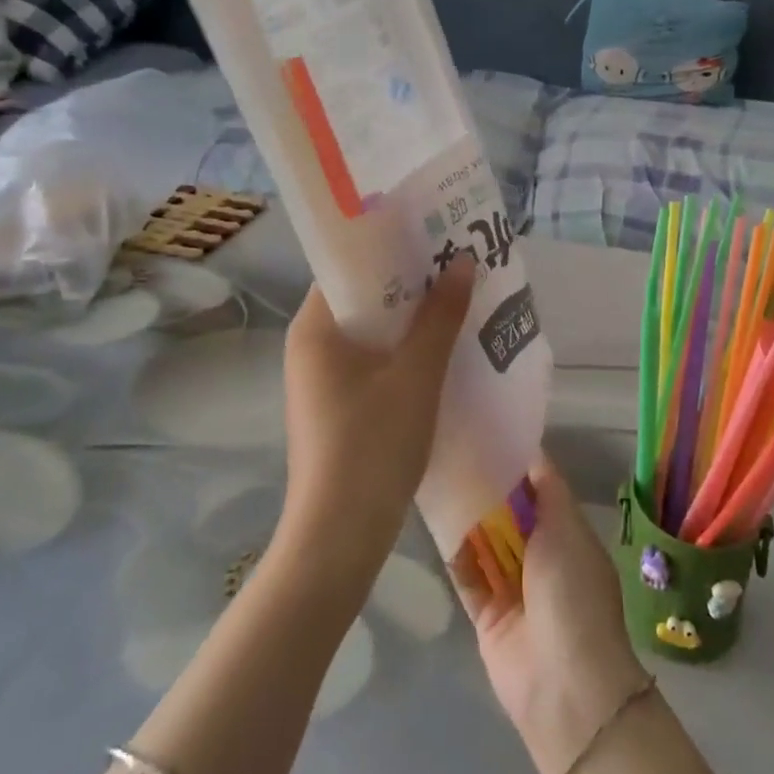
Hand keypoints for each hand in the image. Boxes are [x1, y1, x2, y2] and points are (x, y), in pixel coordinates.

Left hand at [278, 255, 476, 574]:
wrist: (339, 537)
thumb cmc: (373, 445)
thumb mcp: (417, 374)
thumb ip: (441, 316)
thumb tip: (463, 261)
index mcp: (314, 327)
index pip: (351, 267)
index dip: (392, 249)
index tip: (434, 236)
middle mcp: (310, 346)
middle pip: (363, 298)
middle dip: (410, 284)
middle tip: (457, 265)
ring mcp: (320, 380)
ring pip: (371, 333)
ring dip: (411, 320)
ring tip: (458, 300)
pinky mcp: (335, 407)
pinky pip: (372, 362)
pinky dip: (403, 351)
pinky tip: (441, 350)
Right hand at [453, 455, 649, 773]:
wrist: (564, 684)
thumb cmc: (573, 594)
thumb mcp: (568, 528)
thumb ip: (548, 489)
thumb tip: (533, 449)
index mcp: (567, 534)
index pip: (539, 490)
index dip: (517, 464)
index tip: (488, 434)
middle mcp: (540, 556)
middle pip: (509, 514)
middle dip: (487, 489)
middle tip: (454, 451)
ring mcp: (512, 586)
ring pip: (485, 542)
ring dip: (467, 517)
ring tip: (439, 476)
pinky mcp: (486, 614)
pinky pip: (466, 574)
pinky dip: (454, 552)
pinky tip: (434, 519)